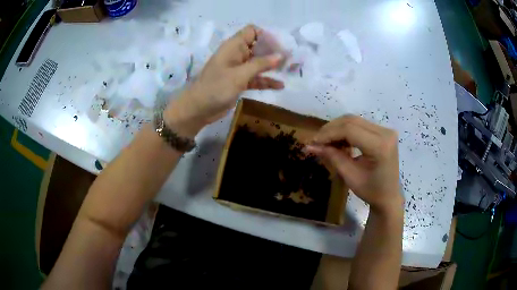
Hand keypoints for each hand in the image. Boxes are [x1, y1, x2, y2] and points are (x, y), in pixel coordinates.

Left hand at [164, 24, 283, 137]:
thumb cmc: (216, 87)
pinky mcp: (239, 81)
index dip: (266, 36)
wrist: (198, 109)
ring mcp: (239, 68)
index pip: (252, 31)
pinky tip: (280, 86)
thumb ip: (260, 64)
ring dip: (272, 66)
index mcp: (234, 46)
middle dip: (274, 52)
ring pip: (259, 63)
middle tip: (290, 59)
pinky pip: (256, 78)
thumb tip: (280, 55)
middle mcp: (237, 54)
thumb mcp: (240, 74)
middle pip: (259, 47)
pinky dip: (266, 81)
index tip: (281, 46)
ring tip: (289, 70)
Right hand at [305, 116, 402, 214]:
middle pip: (351, 121)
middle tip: (316, 141)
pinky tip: (338, 141)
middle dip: (331, 129)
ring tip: (325, 142)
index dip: (329, 133)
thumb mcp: (350, 176)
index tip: (313, 142)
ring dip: (337, 129)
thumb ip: (332, 157)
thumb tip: (310, 146)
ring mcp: (385, 130)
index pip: (349, 130)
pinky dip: (346, 131)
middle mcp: (385, 133)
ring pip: (354, 120)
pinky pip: (360, 125)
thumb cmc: (371, 191)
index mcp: (380, 146)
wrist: (389, 196)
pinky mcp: (383, 131)